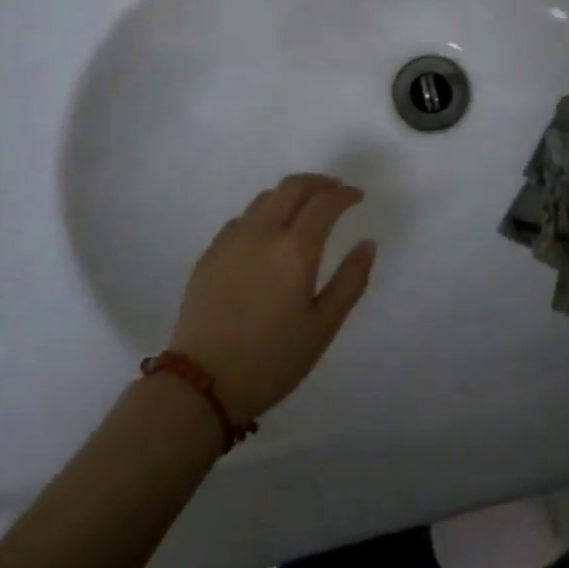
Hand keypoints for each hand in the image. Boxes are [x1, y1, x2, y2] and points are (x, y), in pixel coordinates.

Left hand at [165, 174, 376, 422]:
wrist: (201, 384)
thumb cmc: (272, 360)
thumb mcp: (323, 326)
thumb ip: (351, 280)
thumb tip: (367, 244)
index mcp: (295, 249)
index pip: (325, 203)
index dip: (345, 194)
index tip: (357, 197)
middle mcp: (263, 232)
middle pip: (292, 187)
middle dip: (318, 182)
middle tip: (335, 190)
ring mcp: (231, 240)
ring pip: (265, 198)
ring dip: (290, 194)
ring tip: (304, 208)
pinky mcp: (209, 253)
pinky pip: (242, 218)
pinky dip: (264, 213)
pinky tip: (267, 234)